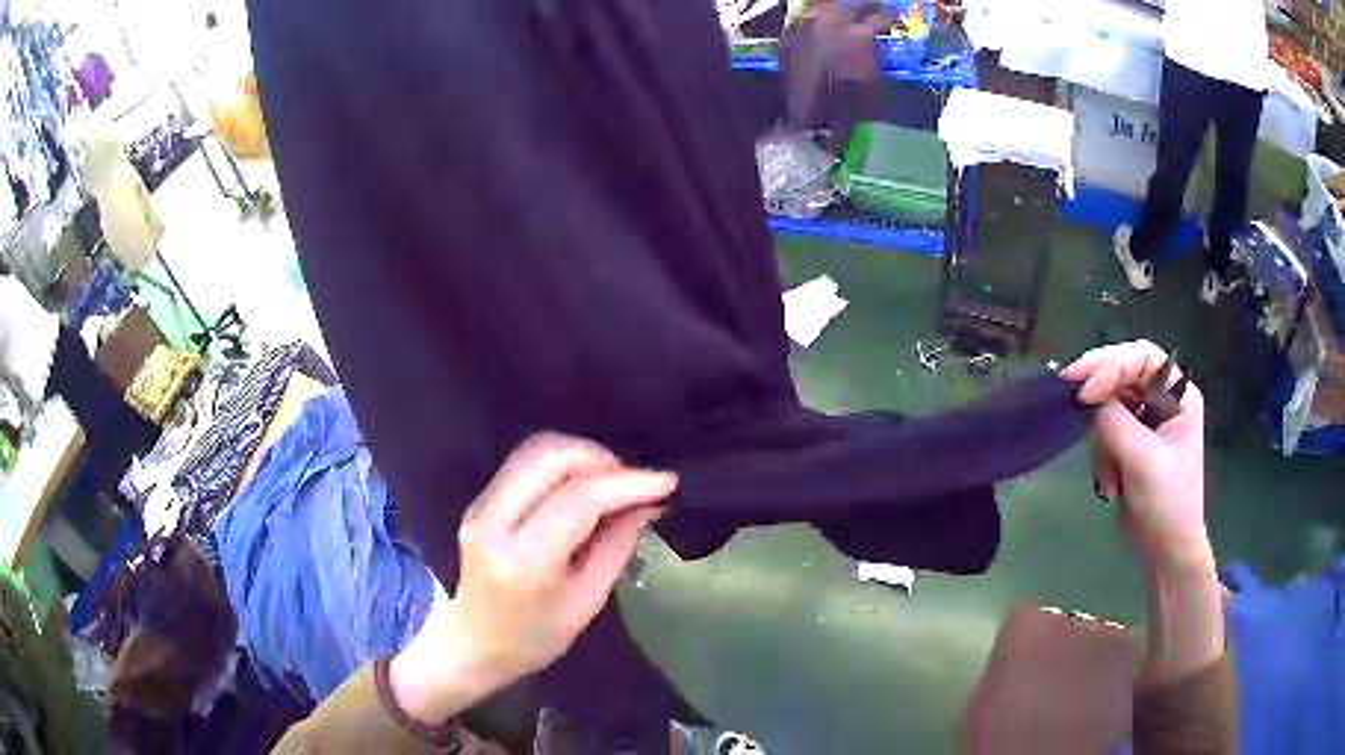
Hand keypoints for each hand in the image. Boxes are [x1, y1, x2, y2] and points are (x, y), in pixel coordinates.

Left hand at [391, 434, 675, 723]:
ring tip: (614, 483)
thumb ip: (617, 546)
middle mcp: (494, 522)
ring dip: (581, 457)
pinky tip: (584, 485)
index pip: (578, 500)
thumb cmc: (532, 639)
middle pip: (550, 458)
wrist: (468, 646)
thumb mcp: (586, 602)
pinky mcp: (479, 501)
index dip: (627, 484)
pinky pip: (525, 463)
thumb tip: (649, 504)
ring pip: (535, 451)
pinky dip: (562, 464)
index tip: (666, 482)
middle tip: (636, 482)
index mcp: (523, 560)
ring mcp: (480, 507)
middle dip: (602, 459)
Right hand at [1062, 340, 1209, 568]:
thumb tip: (1085, 398)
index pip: (1143, 358)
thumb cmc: (1167, 504)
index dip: (1112, 365)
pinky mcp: (1129, 443)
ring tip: (1107, 475)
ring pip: (1108, 404)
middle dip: (1099, 391)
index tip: (1084, 389)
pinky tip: (1109, 484)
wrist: (1165, 553)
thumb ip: (1115, 423)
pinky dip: (1100, 455)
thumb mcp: (1143, 461)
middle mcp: (1163, 399)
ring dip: (1100, 438)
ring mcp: (1145, 421)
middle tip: (1067, 394)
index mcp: (1179, 395)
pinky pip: (1103, 431)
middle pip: (1123, 374)